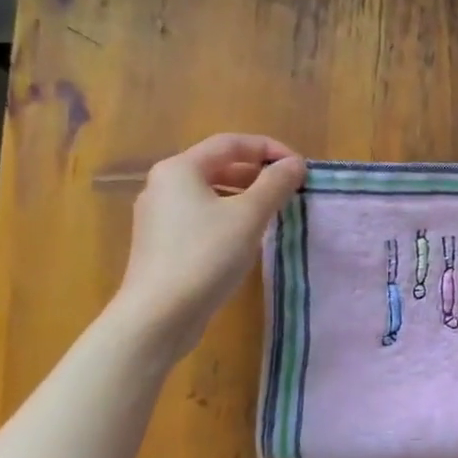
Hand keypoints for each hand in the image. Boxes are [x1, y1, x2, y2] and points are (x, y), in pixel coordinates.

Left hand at [112, 133, 306, 358]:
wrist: (159, 315)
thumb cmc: (206, 256)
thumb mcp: (249, 216)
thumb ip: (275, 184)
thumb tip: (294, 164)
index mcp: (180, 169)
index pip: (232, 143)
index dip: (270, 149)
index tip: (299, 168)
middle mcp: (163, 185)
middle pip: (218, 165)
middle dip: (258, 173)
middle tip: (290, 189)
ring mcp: (159, 216)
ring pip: (210, 192)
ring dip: (245, 196)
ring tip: (274, 212)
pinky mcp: (161, 243)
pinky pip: (201, 216)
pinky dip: (228, 216)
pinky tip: (247, 238)